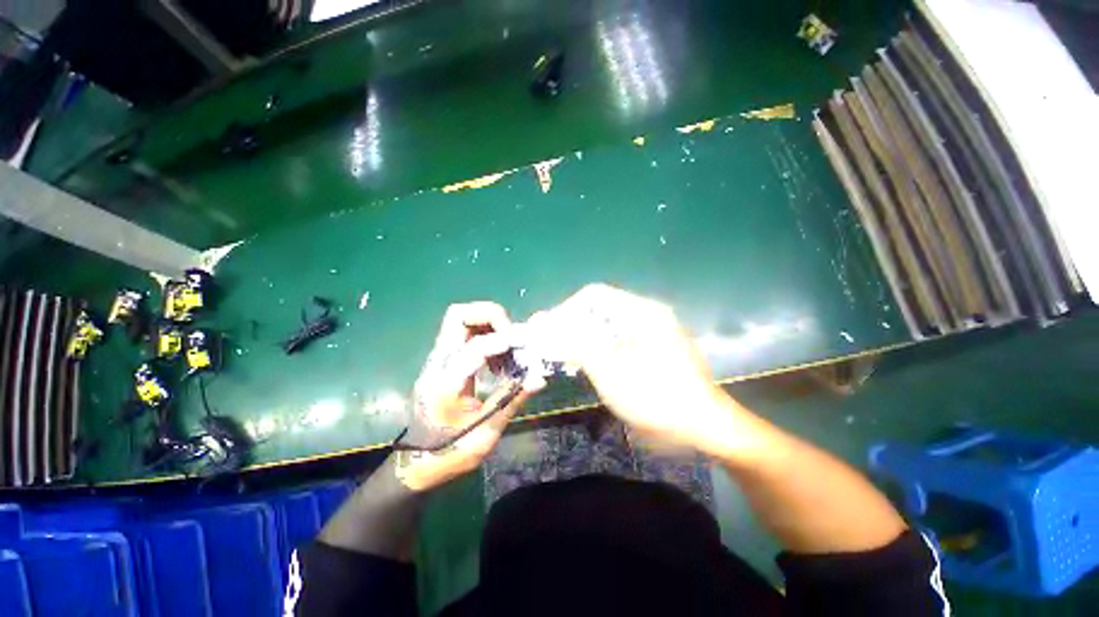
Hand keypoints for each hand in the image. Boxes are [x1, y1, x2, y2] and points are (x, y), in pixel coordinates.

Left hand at [394, 302, 532, 491]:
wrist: (417, 461)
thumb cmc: (450, 452)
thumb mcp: (485, 433)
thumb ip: (511, 400)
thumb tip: (538, 378)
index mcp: (446, 383)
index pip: (475, 346)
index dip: (504, 340)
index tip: (527, 343)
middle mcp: (438, 363)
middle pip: (459, 315)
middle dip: (491, 316)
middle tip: (512, 337)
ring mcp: (438, 360)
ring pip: (460, 320)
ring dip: (489, 324)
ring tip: (508, 350)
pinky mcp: (443, 361)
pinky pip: (464, 334)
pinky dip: (485, 335)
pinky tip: (498, 361)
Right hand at [527, 284, 735, 453]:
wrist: (707, 426)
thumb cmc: (659, 401)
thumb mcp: (613, 375)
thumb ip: (579, 346)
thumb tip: (549, 328)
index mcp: (641, 312)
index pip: (593, 295)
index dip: (567, 309)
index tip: (552, 332)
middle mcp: (649, 312)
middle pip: (601, 307)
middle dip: (575, 325)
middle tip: (558, 348)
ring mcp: (655, 327)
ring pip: (609, 321)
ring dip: (587, 336)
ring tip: (572, 359)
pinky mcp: (657, 342)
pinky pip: (621, 334)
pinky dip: (602, 345)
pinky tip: (595, 365)